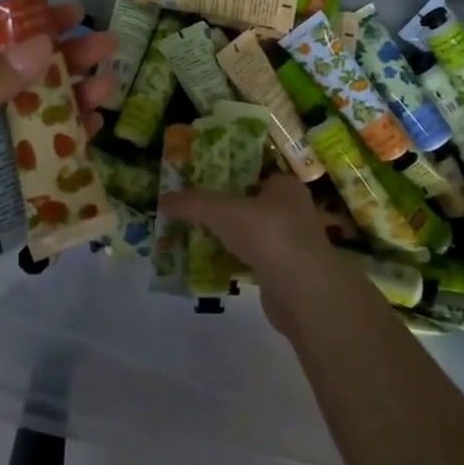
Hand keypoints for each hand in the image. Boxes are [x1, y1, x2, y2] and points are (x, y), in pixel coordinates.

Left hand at [0, 2, 115, 344]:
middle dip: (59, 63)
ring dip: (67, 105)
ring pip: (28, 124)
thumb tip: (42, 46)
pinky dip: (61, 154)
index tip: (70, 13)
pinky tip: (90, 140)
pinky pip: (30, 170)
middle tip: (105, 48)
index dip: (23, 25)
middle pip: (13, 81)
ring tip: (107, 91)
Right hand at [161, 172, 351, 332]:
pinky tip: (211, 263)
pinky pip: (252, 259)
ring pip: (251, 234)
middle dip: (223, 209)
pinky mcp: (284, 272)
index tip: (200, 182)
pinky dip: (234, 260)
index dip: (227, 176)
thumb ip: (192, 203)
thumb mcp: (222, 211)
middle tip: (192, 210)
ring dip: (227, 236)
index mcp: (285, 186)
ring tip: (194, 236)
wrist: (301, 291)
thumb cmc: (267, 234)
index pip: (254, 173)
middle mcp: (292, 210)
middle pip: (250, 204)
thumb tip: (162, 199)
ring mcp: (290, 243)